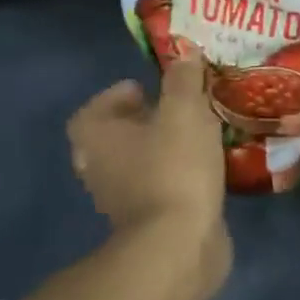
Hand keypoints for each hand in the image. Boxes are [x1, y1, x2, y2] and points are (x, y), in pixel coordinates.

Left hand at [68, 51, 225, 234]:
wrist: (178, 245)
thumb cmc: (173, 168)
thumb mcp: (185, 110)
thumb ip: (184, 79)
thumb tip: (185, 53)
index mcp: (98, 138)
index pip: (92, 111)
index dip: (116, 97)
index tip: (147, 89)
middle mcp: (100, 169)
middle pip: (115, 138)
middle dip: (144, 121)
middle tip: (177, 109)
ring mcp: (122, 201)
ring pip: (138, 164)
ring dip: (162, 149)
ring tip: (198, 134)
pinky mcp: (149, 223)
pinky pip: (159, 188)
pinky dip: (176, 176)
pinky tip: (207, 167)